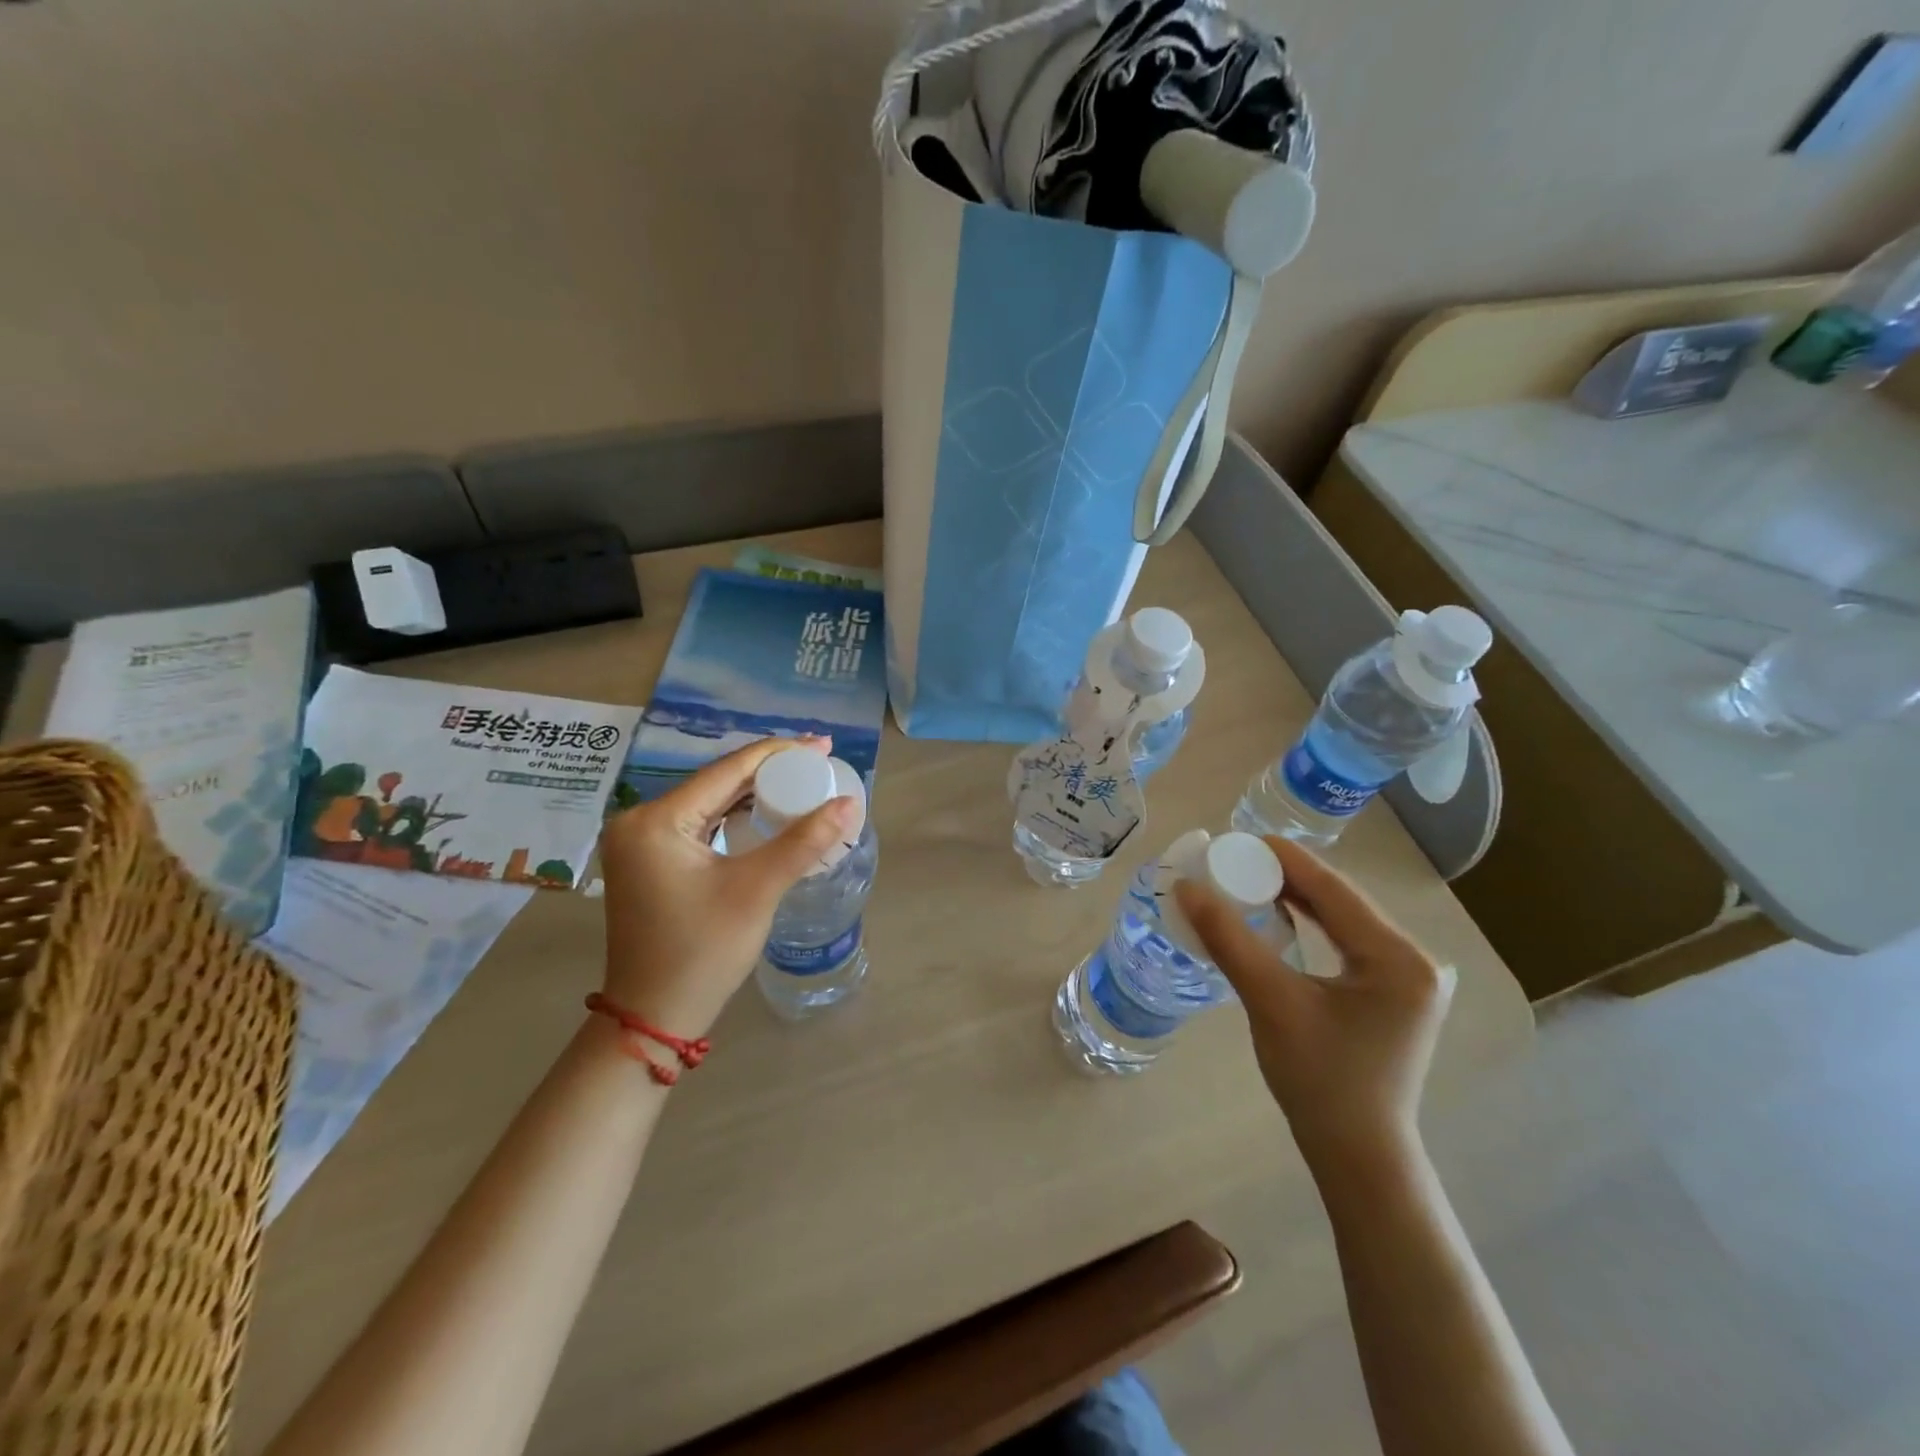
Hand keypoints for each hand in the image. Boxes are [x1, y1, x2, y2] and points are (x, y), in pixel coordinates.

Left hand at [596, 736, 857, 1037]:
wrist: (654, 1016)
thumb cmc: (702, 952)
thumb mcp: (757, 890)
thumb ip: (803, 841)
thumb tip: (850, 803)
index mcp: (656, 820)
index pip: (728, 770)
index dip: (780, 754)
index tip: (823, 746)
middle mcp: (640, 820)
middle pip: (718, 782)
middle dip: (771, 772)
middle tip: (821, 765)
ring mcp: (642, 842)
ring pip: (711, 802)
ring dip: (755, 794)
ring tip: (803, 783)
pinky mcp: (651, 861)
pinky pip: (702, 824)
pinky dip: (736, 818)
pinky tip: (768, 814)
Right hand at [1175, 837, 1454, 1175]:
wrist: (1357, 1153)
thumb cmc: (1319, 1081)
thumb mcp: (1271, 1002)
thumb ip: (1229, 939)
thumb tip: (1186, 887)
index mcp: (1399, 957)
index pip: (1333, 888)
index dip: (1282, 858)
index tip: (1235, 838)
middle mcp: (1415, 958)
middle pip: (1339, 899)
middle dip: (1284, 876)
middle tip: (1231, 860)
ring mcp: (1408, 976)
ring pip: (1341, 918)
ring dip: (1294, 898)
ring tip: (1244, 880)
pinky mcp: (1393, 990)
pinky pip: (1345, 940)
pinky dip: (1309, 925)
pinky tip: (1277, 916)